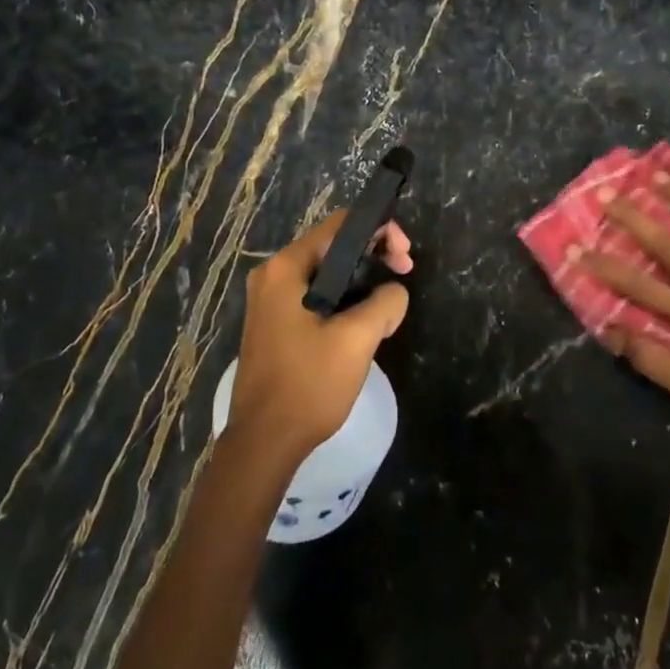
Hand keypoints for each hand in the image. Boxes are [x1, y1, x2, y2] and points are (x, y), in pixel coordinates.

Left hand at [229, 211, 412, 460]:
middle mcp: (272, 276)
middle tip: (404, 275)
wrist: (264, 442)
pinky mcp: (274, 325)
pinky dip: (342, 299)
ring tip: (388, 303)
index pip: (340, 226)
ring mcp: (269, 302)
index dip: (379, 231)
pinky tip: (363, 322)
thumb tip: (394, 292)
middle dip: (373, 256)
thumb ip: (385, 302)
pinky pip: (314, 296)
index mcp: (286, 268)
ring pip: (325, 274)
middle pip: (332, 247)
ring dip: (361, 280)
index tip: (405, 258)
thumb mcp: (357, 339)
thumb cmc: (308, 384)